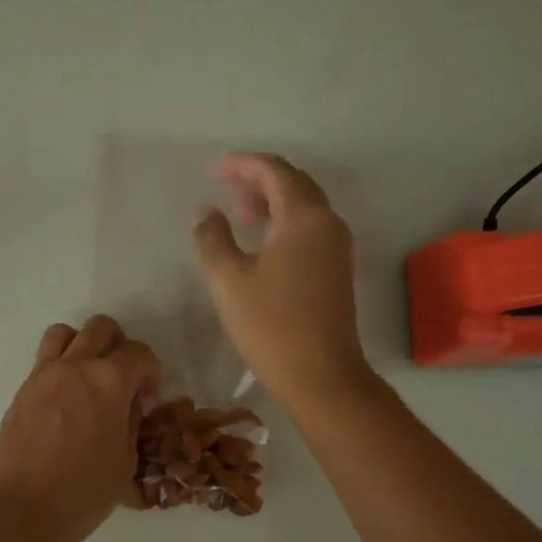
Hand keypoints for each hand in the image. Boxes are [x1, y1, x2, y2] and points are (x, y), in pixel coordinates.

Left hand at [0, 315, 161, 541]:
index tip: (148, 398)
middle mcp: (75, 367)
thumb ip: (131, 421)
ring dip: (83, 345)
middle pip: (101, 328)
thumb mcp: (125, 461)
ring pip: (65, 333)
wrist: (20, 509)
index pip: (139, 353)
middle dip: (119, 346)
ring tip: (89, 377)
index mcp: (109, 382)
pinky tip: (66, 399)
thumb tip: (130, 402)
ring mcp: (43, 375)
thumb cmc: (82, 493)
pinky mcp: (22, 390)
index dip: (151, 371)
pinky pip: (44, 359)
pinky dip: (61, 366)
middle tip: (122, 379)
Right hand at [193, 153, 371, 407]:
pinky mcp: (336, 272)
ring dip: (272, 204)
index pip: (275, 171)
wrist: (321, 376)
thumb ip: (213, 238)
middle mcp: (328, 224)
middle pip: (294, 185)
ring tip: (240, 216)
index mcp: (305, 217)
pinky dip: (284, 225)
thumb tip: (204, 211)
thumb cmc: (271, 325)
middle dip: (258, 181)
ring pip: (304, 209)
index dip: (243, 165)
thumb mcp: (229, 280)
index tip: (213, 170)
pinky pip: (309, 231)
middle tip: (225, 190)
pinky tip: (262, 246)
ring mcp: (337, 249)